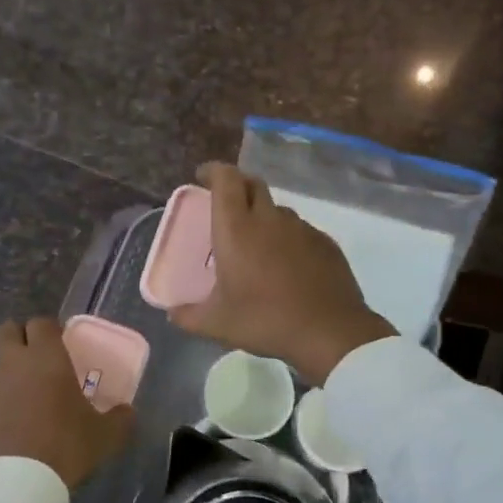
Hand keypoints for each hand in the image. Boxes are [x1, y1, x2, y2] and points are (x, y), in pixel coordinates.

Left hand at [0, 318, 135, 487]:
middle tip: (38, 359)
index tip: (61, 344)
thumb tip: (127, 412)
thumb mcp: (106, 436)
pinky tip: (16, 431)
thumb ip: (120, 419)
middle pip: (8, 331)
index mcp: (46, 359)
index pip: (42, 323)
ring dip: (13, 377)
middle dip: (20, 337)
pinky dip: (2, 406)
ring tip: (32, 407)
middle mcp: (14, 365)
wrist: (15, 484)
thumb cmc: (65, 447)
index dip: (51, 330)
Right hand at [170, 163, 394, 384]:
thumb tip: (173, 313)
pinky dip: (287, 238)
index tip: (203, 177)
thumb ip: (189, 316)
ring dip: (263, 215)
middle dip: (237, 185)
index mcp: (237, 230)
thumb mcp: (218, 324)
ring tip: (256, 243)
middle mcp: (269, 220)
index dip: (213, 171)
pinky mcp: (325, 243)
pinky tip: (286, 265)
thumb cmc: (265, 321)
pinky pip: (300, 230)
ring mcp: (301, 229)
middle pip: (253, 184)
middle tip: (226, 204)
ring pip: (278, 209)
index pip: (226, 179)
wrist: (329, 332)